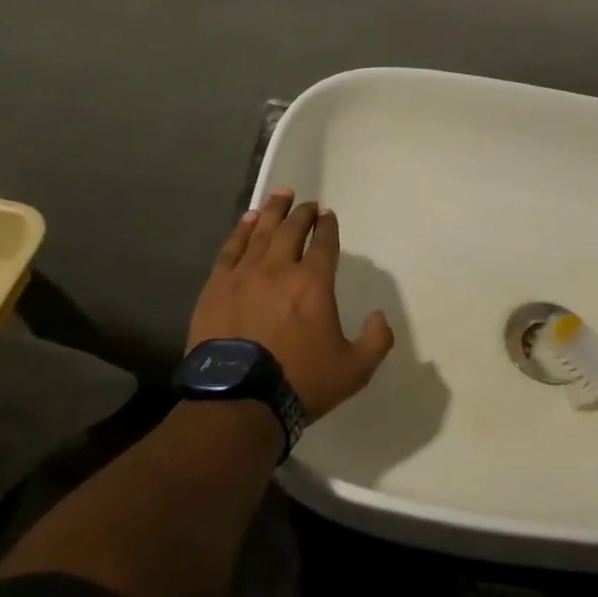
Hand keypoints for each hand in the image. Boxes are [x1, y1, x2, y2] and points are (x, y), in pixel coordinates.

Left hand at [187, 189, 394, 422]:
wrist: (238, 400)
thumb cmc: (300, 382)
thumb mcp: (354, 370)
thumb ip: (376, 340)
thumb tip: (380, 316)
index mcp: (313, 282)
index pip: (324, 243)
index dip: (328, 226)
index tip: (328, 214)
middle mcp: (279, 268)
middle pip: (292, 230)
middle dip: (302, 213)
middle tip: (307, 204)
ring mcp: (244, 275)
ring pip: (261, 232)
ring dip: (273, 211)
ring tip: (280, 195)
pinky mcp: (216, 287)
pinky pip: (231, 249)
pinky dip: (242, 231)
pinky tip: (248, 220)